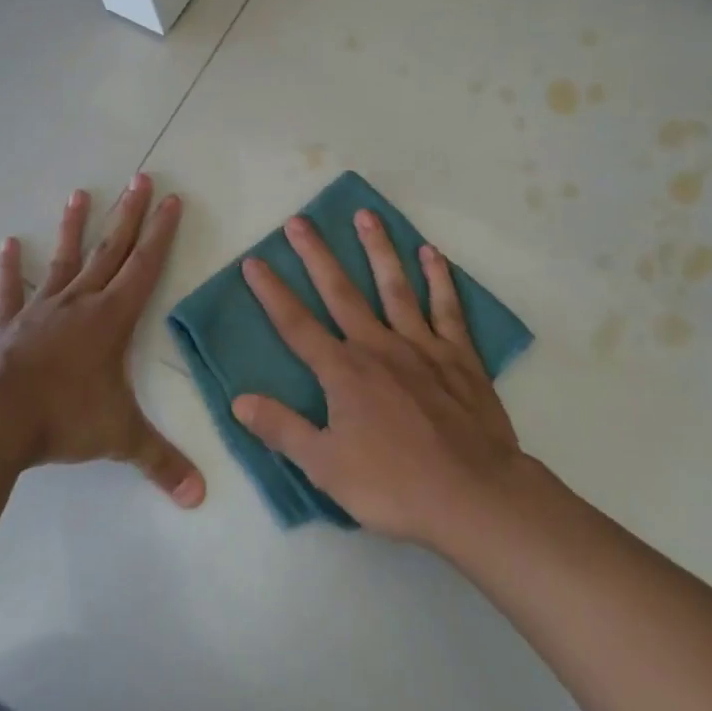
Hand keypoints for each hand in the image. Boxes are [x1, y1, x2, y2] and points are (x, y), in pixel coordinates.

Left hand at [0, 175, 204, 506]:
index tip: (173, 199)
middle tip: (141, 177)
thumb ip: (161, 462)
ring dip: (75, 227)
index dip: (162, 232)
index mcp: (112, 318)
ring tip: (80, 193)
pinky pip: (10, 291)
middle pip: (112, 249)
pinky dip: (10, 268)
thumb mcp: (119, 437)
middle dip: (130, 214)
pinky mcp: (7, 324)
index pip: (145, 266)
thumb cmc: (63, 419)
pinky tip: (8, 243)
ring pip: (65, 260)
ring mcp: (41, 309)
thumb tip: (200, 497)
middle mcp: (81, 302)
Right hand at [231, 210, 522, 546]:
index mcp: (344, 372)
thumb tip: (239, 399)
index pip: (297, 325)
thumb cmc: (394, 485)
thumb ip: (282, 429)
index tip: (254, 261)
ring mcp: (421, 346)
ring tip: (366, 215)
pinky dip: (439, 279)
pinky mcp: (459, 355)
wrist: (472, 495)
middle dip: (317, 255)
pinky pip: (446, 308)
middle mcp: (378, 346)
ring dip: (378, 249)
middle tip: (300, 220)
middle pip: (341, 292)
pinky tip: (431, 253)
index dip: (272, 292)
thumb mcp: (326, 467)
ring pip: (395, 286)